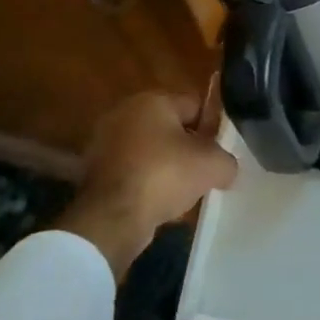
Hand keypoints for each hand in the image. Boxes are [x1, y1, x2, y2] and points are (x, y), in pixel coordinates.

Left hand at [53, 90, 237, 280]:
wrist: (111, 219)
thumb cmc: (164, 175)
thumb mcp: (212, 165)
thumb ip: (227, 161)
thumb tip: (225, 169)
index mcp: (153, 100)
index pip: (195, 105)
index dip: (212, 127)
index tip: (219, 152)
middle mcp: (124, 113)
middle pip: (170, 128)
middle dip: (187, 148)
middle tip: (202, 172)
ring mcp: (103, 143)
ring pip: (150, 151)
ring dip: (165, 167)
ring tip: (180, 192)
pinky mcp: (92, 173)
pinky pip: (131, 172)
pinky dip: (144, 184)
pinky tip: (157, 203)